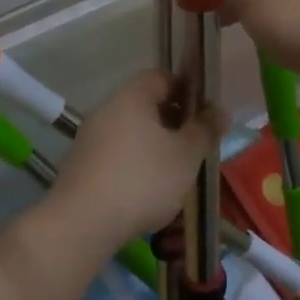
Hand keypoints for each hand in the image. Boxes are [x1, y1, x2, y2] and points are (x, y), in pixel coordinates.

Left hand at [48, 71, 218, 247]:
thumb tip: (219, 111)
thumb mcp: (186, 155)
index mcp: (131, 96)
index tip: (204, 115)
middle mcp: (106, 109)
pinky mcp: (81, 166)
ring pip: (131, 132)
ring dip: (154, 146)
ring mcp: (89, 138)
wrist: (83, 222)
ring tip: (175, 173)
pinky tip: (147, 191)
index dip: (186, 90)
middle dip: (172, 122)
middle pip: (145, 105)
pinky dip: (134, 165)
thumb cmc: (143, 179)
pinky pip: (116, 155)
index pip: (161, 77)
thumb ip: (204, 130)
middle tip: (195, 146)